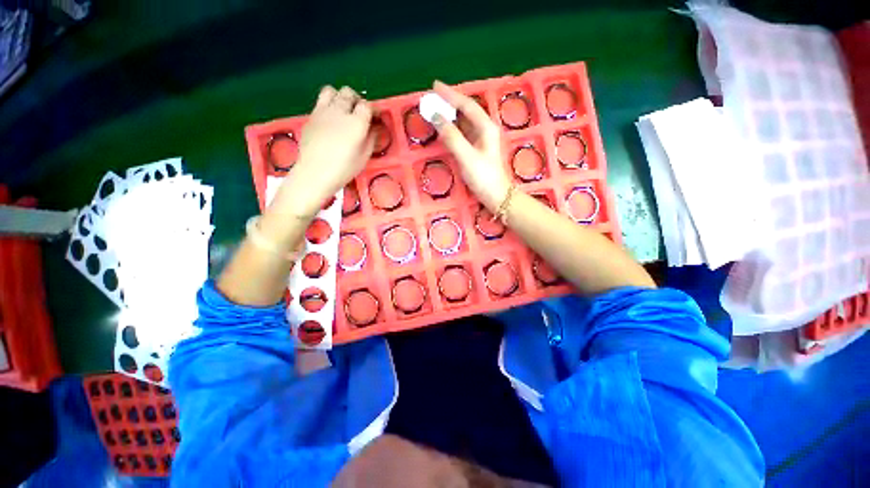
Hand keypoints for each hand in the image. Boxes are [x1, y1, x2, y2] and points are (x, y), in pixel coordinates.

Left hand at [284, 86, 374, 211]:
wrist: (315, 173)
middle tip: (360, 112)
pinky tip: (330, 120)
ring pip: (332, 90)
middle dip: (357, 100)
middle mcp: (339, 111)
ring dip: (340, 97)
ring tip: (343, 109)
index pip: (367, 105)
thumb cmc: (344, 169)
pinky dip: (328, 105)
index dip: (373, 109)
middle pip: (349, 93)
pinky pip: (320, 102)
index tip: (376, 117)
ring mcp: (322, 111)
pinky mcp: (311, 116)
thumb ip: (371, 139)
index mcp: (356, 122)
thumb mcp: (364, 156)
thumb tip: (373, 128)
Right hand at [431, 81, 511, 210]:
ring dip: (449, 116)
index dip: (450, 95)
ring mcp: (481, 140)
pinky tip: (443, 128)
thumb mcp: (466, 157)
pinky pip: (462, 133)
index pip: (467, 105)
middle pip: (466, 111)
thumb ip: (452, 137)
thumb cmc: (483, 177)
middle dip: (449, 103)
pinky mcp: (476, 150)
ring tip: (434, 110)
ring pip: (463, 122)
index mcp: (486, 127)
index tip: (435, 86)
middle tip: (431, 98)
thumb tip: (436, 116)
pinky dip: (451, 129)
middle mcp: (485, 130)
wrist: (496, 196)